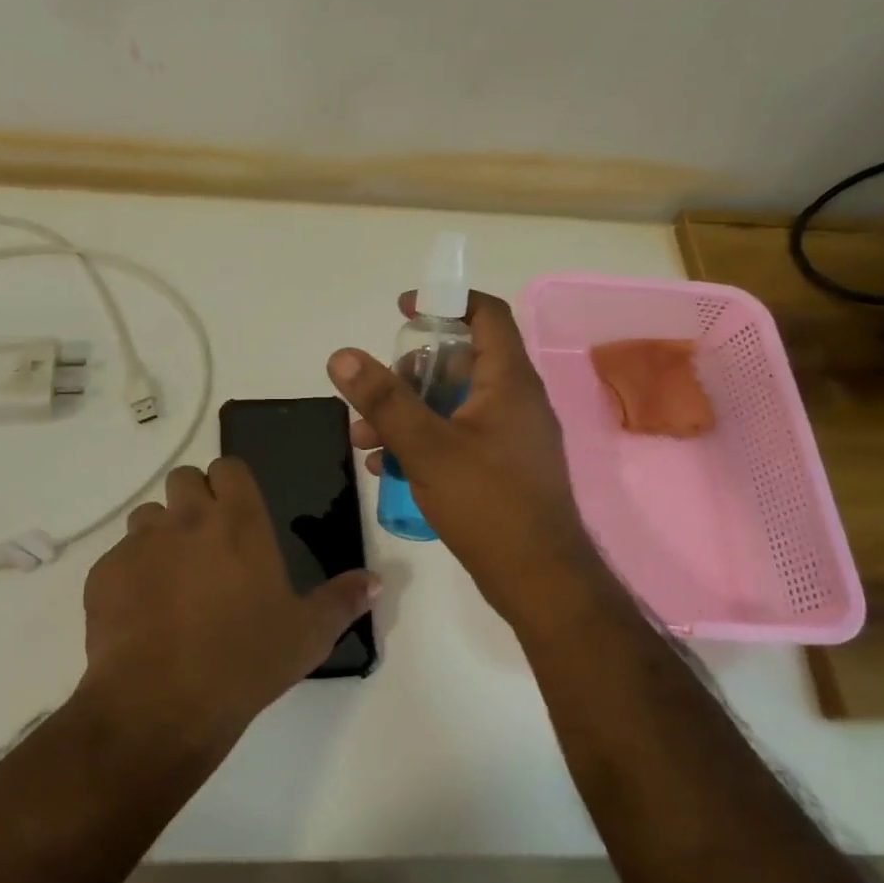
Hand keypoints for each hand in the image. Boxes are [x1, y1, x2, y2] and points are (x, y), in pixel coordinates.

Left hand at [80, 460, 377, 749]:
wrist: (162, 704)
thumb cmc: (246, 661)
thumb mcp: (309, 635)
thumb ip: (344, 600)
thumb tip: (377, 580)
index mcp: (238, 522)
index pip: (228, 467)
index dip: (231, 484)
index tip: (237, 512)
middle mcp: (187, 518)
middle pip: (183, 479)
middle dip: (193, 501)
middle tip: (207, 545)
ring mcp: (141, 543)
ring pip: (148, 516)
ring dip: (161, 535)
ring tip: (172, 581)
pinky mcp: (104, 572)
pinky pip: (119, 557)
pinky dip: (130, 574)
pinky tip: (142, 614)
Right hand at [328, 291, 601, 612]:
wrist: (540, 581)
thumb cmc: (488, 504)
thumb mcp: (427, 447)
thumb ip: (384, 400)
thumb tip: (342, 356)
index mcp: (508, 381)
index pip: (487, 315)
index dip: (446, 302)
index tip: (404, 310)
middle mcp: (515, 400)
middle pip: (459, 362)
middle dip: (408, 374)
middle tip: (372, 395)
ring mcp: (510, 437)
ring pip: (452, 404)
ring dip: (407, 414)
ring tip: (365, 440)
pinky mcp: (502, 468)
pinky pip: (458, 437)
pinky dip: (424, 442)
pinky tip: (388, 468)